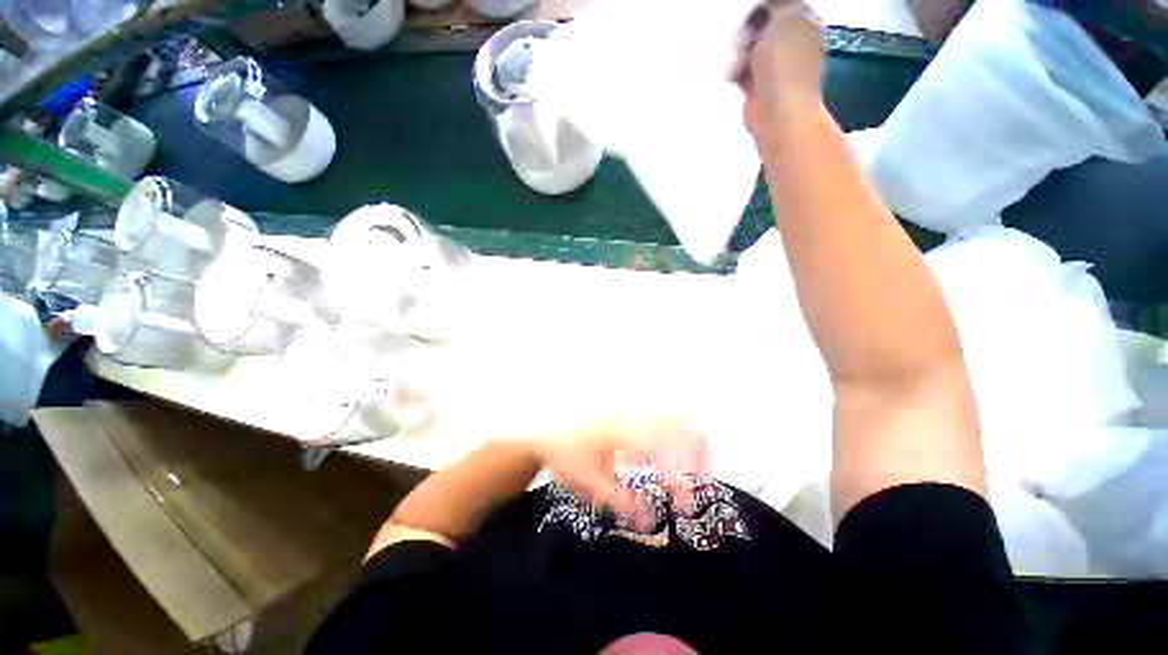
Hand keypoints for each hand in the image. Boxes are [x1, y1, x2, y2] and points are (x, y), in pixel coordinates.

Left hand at [533, 417, 709, 517]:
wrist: (547, 436)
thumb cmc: (566, 460)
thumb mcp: (590, 486)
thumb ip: (621, 502)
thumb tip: (652, 521)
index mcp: (621, 435)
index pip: (661, 448)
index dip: (681, 470)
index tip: (690, 496)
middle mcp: (629, 419)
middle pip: (675, 423)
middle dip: (696, 449)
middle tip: (706, 475)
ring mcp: (628, 415)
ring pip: (669, 418)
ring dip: (688, 439)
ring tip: (698, 463)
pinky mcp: (626, 417)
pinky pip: (659, 419)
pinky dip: (675, 434)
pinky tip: (674, 451)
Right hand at [738, 1, 824, 136]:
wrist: (777, 115)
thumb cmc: (784, 70)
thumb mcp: (782, 21)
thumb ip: (775, 7)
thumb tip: (768, 7)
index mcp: (803, 23)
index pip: (778, 5)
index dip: (763, 10)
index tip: (751, 20)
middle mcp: (791, 42)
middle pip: (762, 25)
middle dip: (748, 32)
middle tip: (743, 41)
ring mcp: (774, 65)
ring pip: (750, 47)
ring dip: (740, 52)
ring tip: (739, 61)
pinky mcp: (759, 85)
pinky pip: (743, 69)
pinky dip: (737, 70)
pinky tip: (735, 74)